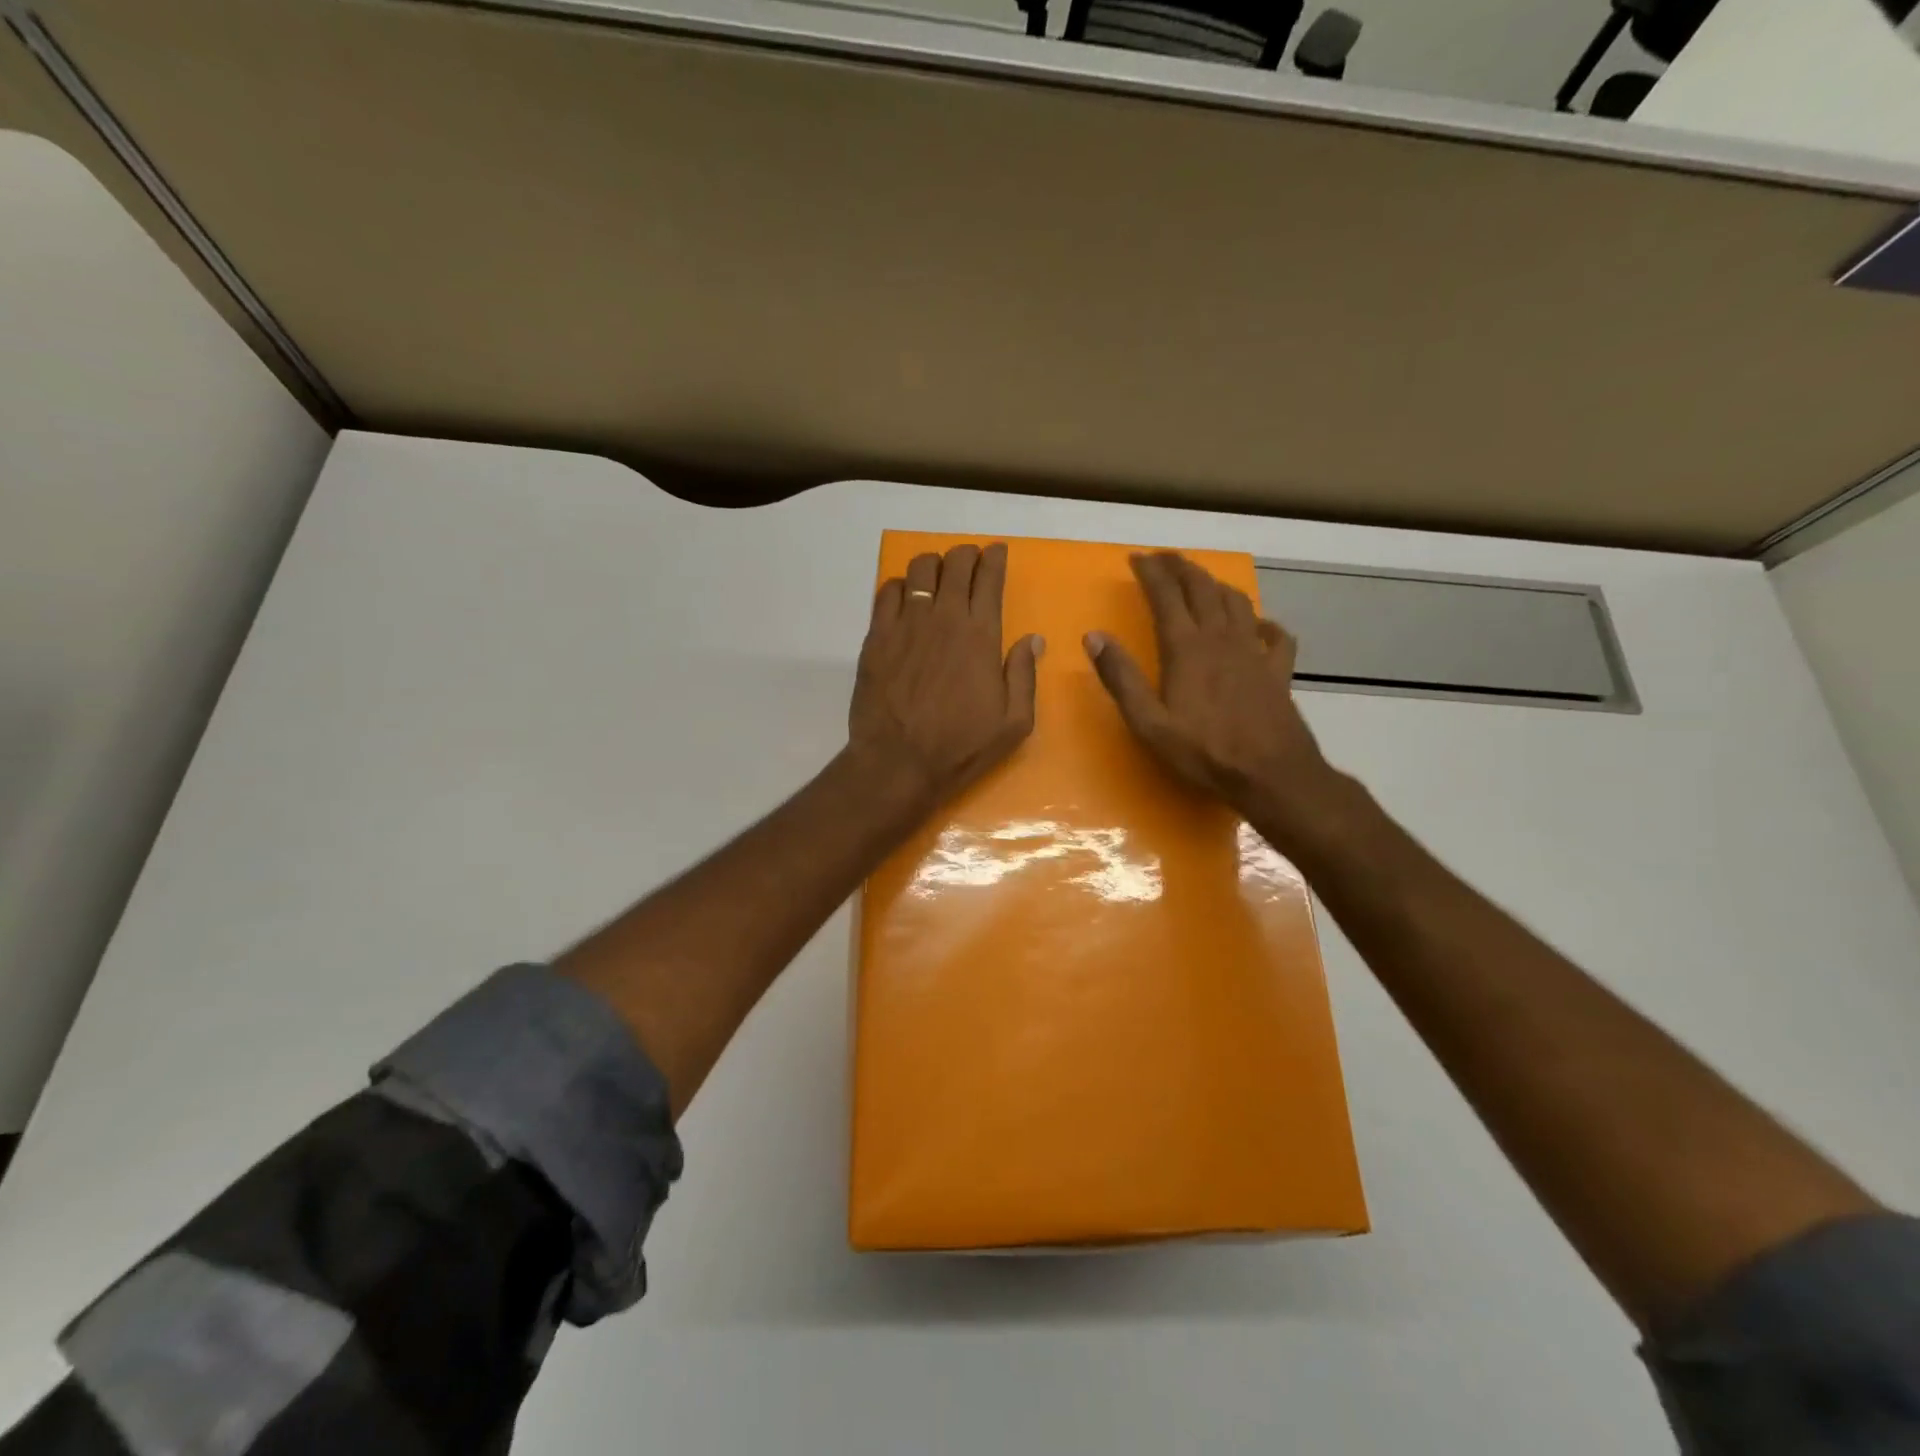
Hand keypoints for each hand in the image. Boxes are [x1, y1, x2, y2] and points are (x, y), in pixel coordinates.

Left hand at [850, 543, 1040, 811]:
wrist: (898, 761)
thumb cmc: (961, 746)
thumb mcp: (1013, 722)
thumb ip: (1024, 675)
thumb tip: (1033, 639)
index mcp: (981, 635)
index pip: (989, 578)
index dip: (995, 559)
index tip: (997, 552)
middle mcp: (944, 618)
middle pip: (955, 563)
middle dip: (966, 555)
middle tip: (969, 561)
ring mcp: (906, 623)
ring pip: (919, 569)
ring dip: (933, 565)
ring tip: (937, 577)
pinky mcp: (877, 636)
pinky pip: (887, 592)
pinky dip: (900, 586)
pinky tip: (905, 599)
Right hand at [1085, 551, 1340, 834]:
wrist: (1271, 774)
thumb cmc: (1203, 751)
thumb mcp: (1148, 722)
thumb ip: (1121, 678)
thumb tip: (1093, 637)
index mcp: (1187, 648)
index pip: (1166, 595)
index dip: (1151, 572)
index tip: (1136, 558)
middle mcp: (1222, 639)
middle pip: (1202, 588)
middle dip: (1181, 567)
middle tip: (1164, 558)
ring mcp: (1254, 652)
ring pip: (1237, 602)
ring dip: (1216, 585)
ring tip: (1202, 581)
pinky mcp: (1278, 671)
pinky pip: (1276, 635)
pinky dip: (1264, 622)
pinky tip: (1259, 624)